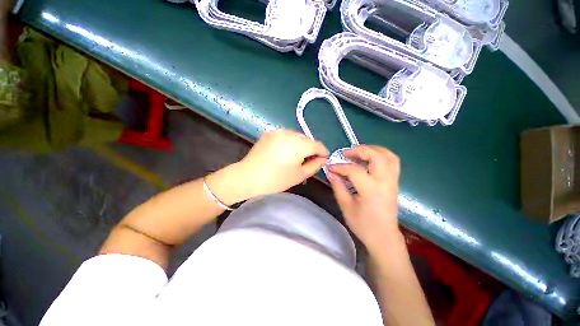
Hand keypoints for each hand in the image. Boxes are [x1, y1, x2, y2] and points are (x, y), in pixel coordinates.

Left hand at [207, 129, 328, 204]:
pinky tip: (284, 152)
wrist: (248, 177)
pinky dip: (289, 143)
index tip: (323, 160)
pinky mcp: (269, 133)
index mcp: (299, 144)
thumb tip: (322, 159)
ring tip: (295, 157)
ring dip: (300, 145)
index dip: (323, 152)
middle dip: (311, 149)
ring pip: (296, 136)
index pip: (318, 145)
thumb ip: (315, 165)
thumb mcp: (299, 175)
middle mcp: (289, 133)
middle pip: (307, 139)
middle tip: (308, 161)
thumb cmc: (276, 180)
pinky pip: (285, 136)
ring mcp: (278, 131)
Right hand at [328, 145, 400, 252]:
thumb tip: (331, 173)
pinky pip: (392, 162)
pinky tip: (369, 159)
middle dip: (360, 150)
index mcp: (371, 190)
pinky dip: (381, 155)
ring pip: (388, 156)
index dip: (340, 167)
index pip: (354, 170)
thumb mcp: (346, 206)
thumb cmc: (363, 225)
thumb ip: (338, 187)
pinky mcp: (395, 182)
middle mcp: (385, 182)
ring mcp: (392, 181)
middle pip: (376, 156)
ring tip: (359, 152)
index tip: (330, 166)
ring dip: (373, 149)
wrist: (384, 237)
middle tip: (347, 153)